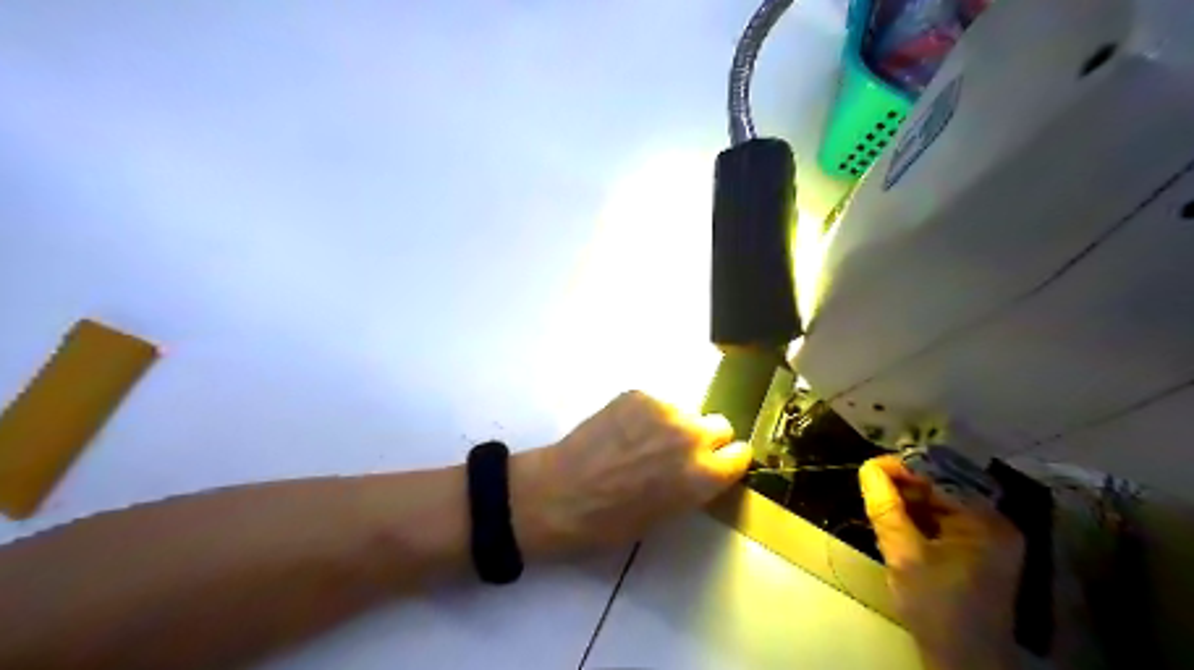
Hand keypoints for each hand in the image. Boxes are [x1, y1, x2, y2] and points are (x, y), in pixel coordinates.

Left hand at [508, 387, 748, 555]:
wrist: (561, 493)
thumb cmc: (611, 521)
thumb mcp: (667, 515)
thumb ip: (693, 486)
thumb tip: (700, 469)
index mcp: (705, 474)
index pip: (742, 454)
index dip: (727, 461)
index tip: (716, 465)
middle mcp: (693, 435)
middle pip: (720, 425)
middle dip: (706, 438)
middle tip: (678, 452)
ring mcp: (664, 409)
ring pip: (685, 411)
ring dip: (674, 424)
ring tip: (641, 441)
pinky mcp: (638, 394)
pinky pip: (655, 403)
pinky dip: (645, 414)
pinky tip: (621, 431)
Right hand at [865, 456, 1020, 668]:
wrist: (963, 664)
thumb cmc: (937, 608)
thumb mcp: (905, 556)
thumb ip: (886, 509)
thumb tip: (868, 468)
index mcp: (986, 522)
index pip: (942, 476)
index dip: (905, 467)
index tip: (869, 467)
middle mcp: (991, 523)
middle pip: (941, 487)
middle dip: (903, 484)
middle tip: (869, 486)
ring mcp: (983, 538)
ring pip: (937, 503)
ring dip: (906, 501)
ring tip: (876, 501)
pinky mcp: (971, 551)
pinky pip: (939, 521)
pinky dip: (914, 517)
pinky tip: (892, 519)